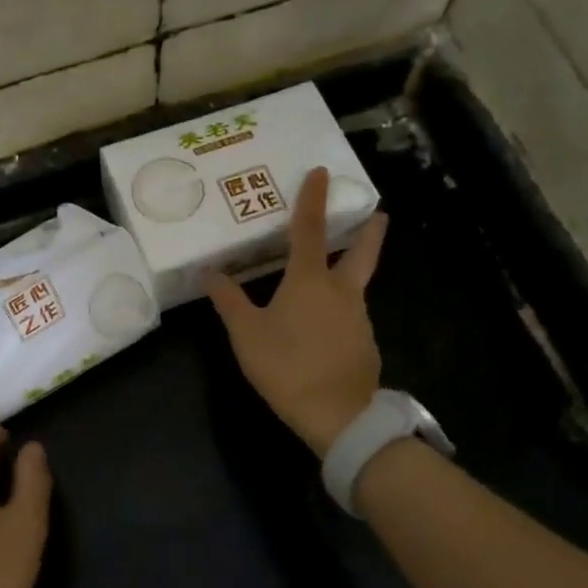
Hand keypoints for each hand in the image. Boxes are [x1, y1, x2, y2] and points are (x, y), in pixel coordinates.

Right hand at [204, 167, 387, 457]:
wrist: (338, 415)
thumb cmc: (287, 366)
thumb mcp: (246, 334)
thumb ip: (228, 300)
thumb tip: (208, 272)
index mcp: (309, 280)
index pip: (310, 229)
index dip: (313, 199)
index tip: (322, 172)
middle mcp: (341, 291)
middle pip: (361, 252)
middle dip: (369, 231)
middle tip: (379, 214)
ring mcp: (358, 318)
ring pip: (354, 287)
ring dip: (348, 274)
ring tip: (328, 280)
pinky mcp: (365, 344)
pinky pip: (350, 317)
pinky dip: (340, 311)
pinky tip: (325, 328)